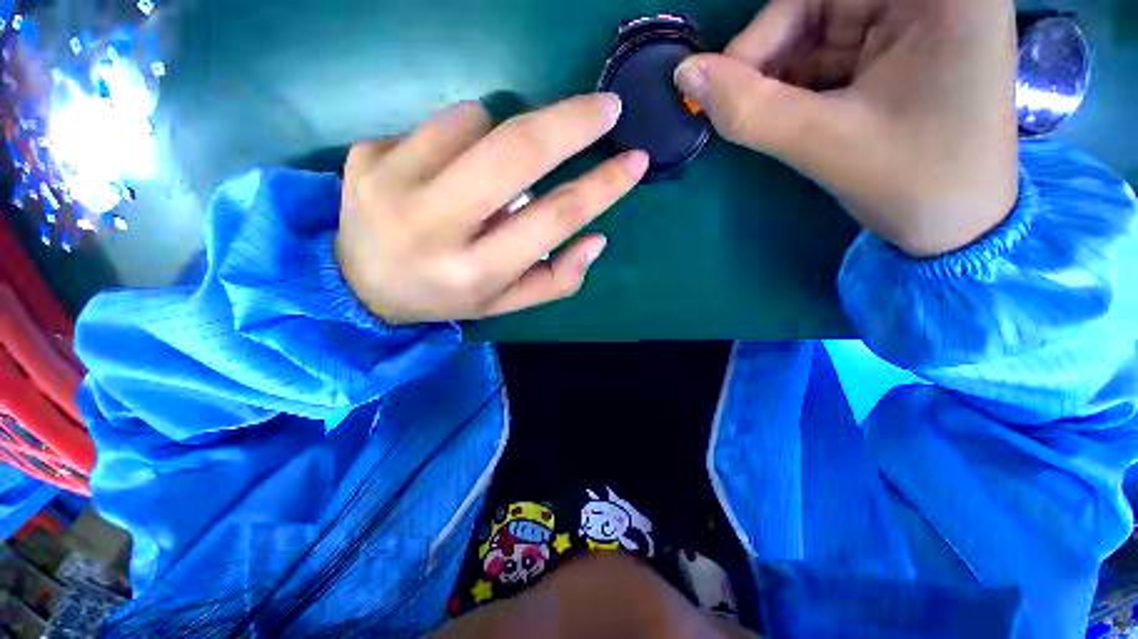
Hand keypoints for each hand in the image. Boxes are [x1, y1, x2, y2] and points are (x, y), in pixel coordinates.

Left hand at [336, 94, 647, 323]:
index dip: (602, 187)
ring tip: (488, 174)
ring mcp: (390, 183)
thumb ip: (557, 279)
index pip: (553, 219)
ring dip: (502, 138)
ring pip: (477, 121)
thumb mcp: (506, 302)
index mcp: (475, 272)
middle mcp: (433, 228)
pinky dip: (463, 136)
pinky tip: (447, 170)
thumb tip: (596, 238)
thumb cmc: (448, 295)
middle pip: (515, 153)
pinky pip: (439, 121)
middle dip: (570, 122)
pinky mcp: (365, 154)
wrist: (363, 285)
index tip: (636, 160)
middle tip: (606, 107)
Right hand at [675, 0, 1019, 256]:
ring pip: (819, 28)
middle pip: (820, 3)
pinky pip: (830, 52)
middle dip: (773, 55)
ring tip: (765, 118)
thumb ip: (748, 109)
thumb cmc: (912, 184)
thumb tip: (684, 74)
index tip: (727, 83)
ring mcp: (915, 21)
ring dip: (781, 75)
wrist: (956, 228)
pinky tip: (787, 115)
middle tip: (741, 107)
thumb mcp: (823, 144)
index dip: (767, 31)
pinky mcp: (898, 50)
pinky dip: (798, 84)